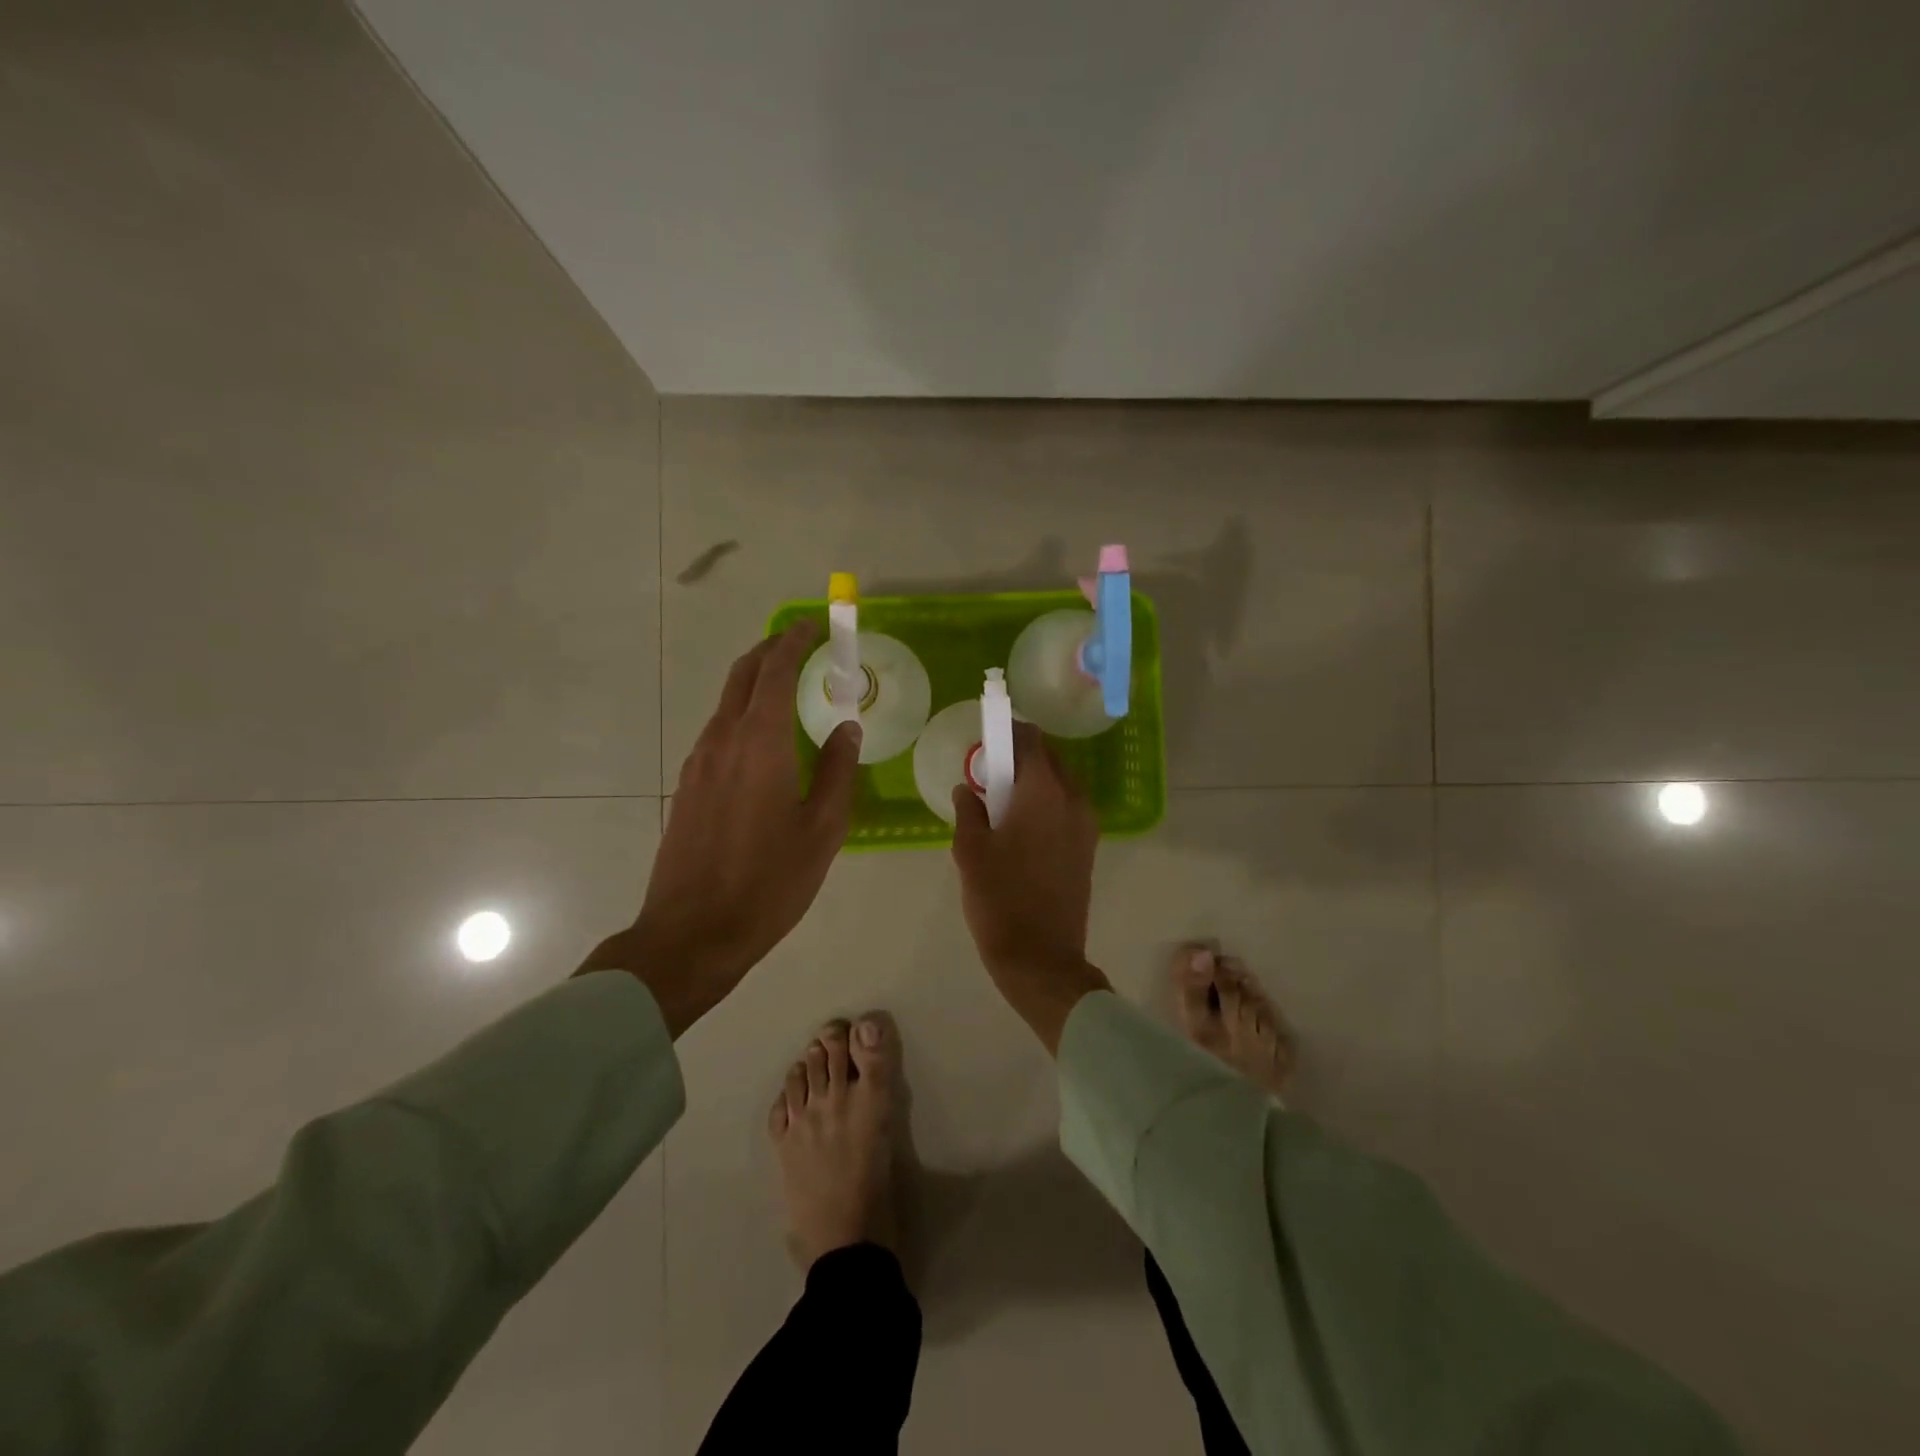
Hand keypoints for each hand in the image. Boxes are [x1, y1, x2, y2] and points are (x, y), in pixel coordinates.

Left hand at [580, 623, 861, 1035]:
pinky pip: (719, 731)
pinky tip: (765, 739)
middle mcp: (722, 740)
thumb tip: (847, 728)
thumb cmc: (769, 882)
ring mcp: (698, 763)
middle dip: (770, 651)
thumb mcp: (823, 829)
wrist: (692, 933)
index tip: (814, 625)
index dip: (794, 642)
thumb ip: (839, 771)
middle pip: (742, 676)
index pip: (774, 672)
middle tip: (800, 644)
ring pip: (727, 703)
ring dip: (755, 683)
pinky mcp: (688, 786)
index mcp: (760, 744)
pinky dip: (743, 714)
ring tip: (789, 689)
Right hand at [951, 721, 1110, 1052]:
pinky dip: (1045, 803)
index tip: (986, 736)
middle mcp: (1073, 800)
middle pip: (1049, 759)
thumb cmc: (1000, 898)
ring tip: (1001, 803)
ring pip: (1060, 784)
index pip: (1030, 740)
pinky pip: (1066, 808)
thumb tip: (968, 789)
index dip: (1008, 730)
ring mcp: (1086, 825)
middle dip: (1020, 757)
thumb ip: (968, 810)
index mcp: (1044, 792)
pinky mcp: (1088, 848)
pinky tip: (1019, 828)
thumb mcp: (970, 850)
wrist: (1041, 957)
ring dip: (1033, 781)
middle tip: (989, 773)